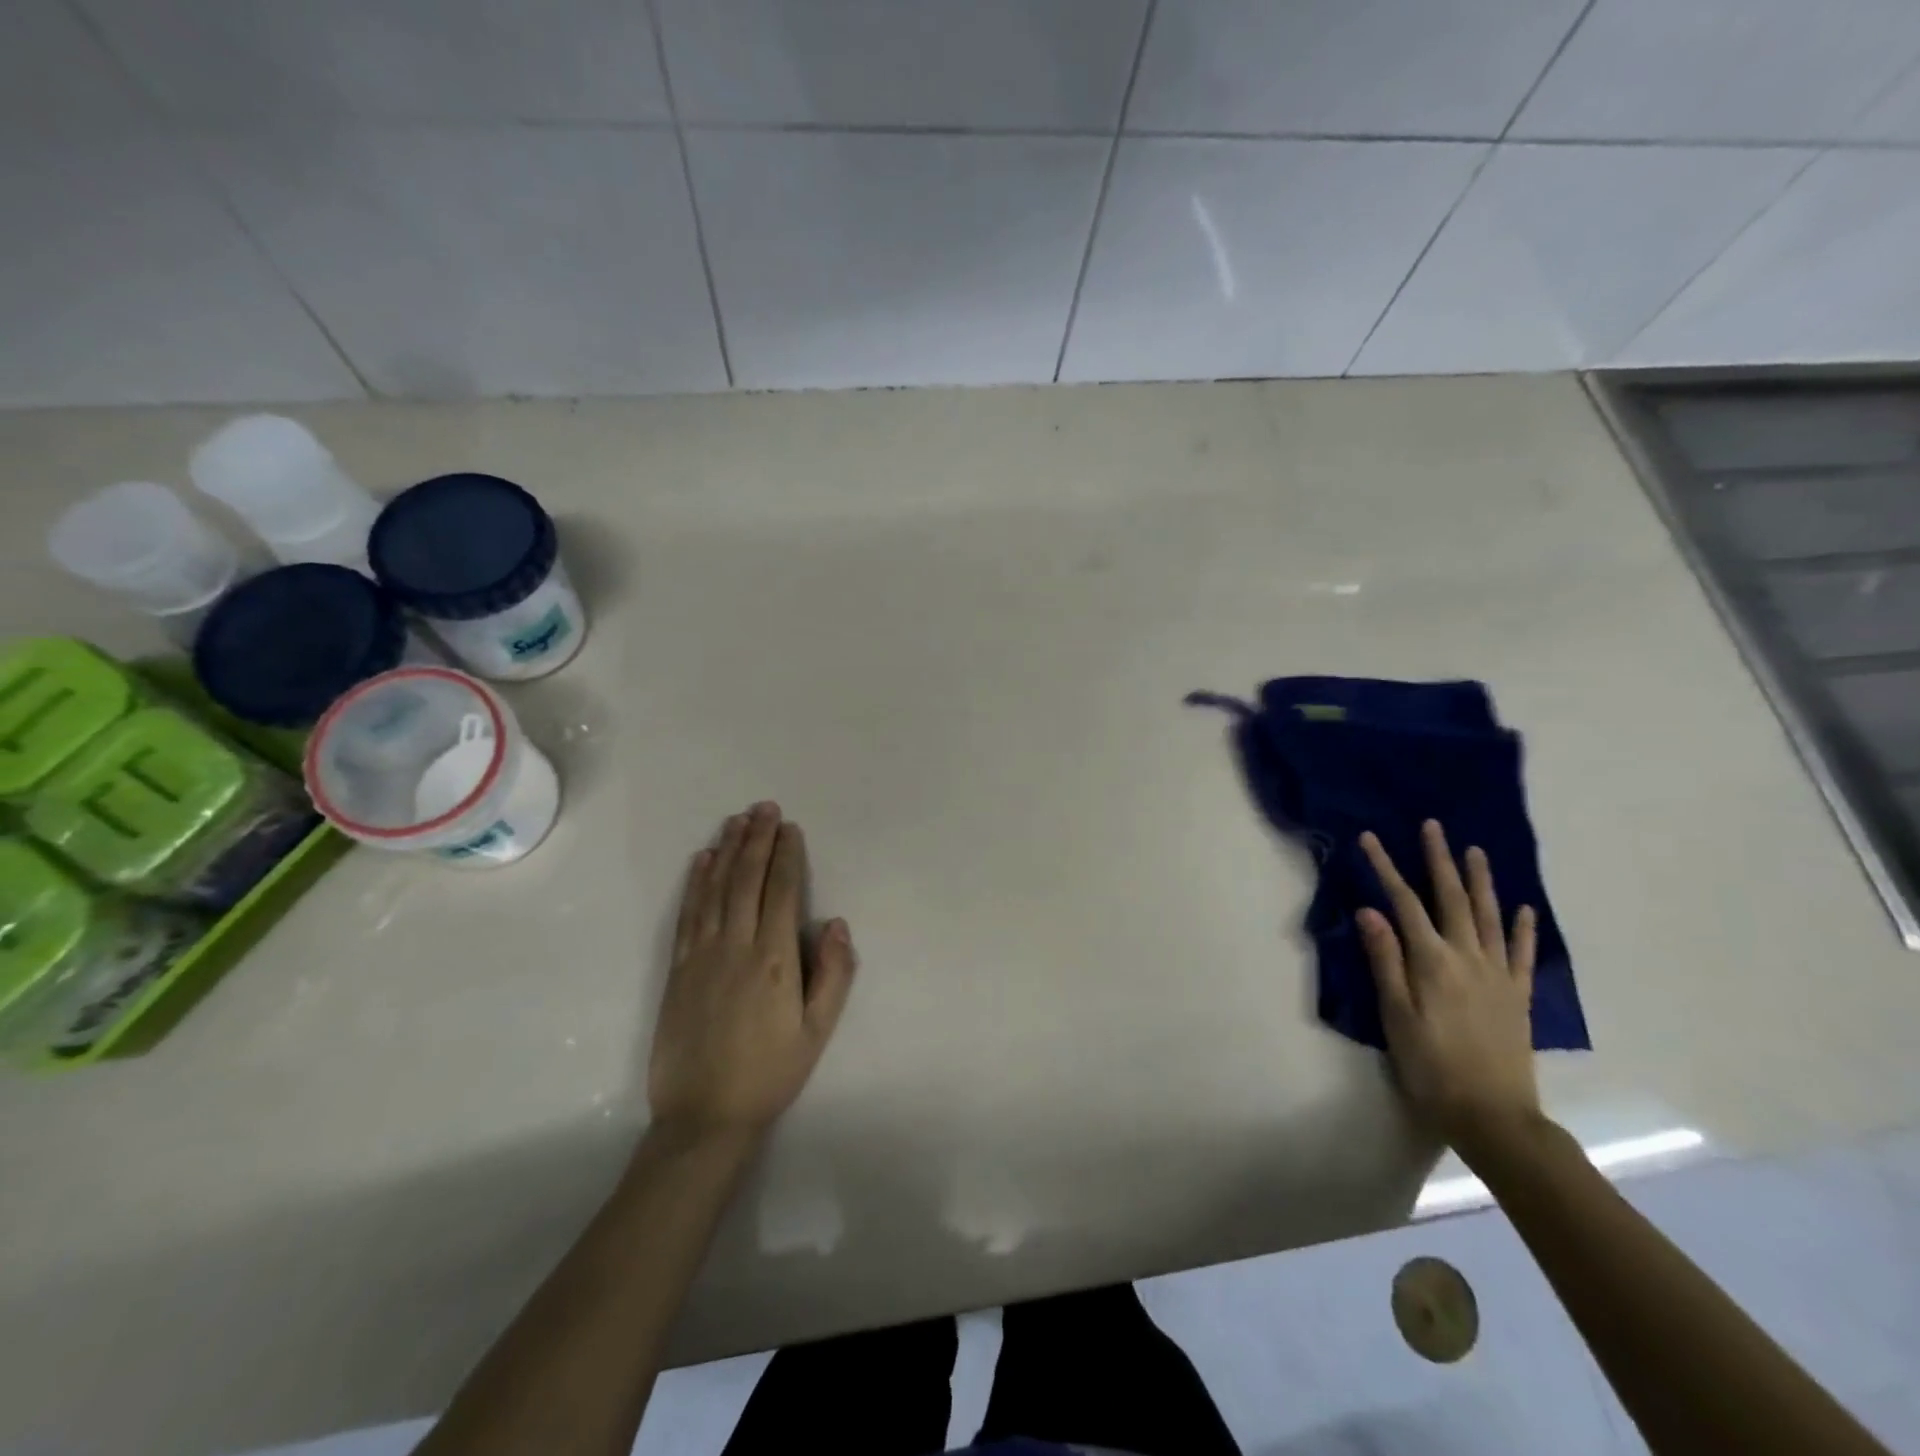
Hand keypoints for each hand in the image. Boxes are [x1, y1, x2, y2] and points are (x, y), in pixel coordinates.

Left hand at [648, 802, 856, 1144]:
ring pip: (715, 889)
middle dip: (757, 840)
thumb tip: (835, 922)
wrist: (704, 1116)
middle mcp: (736, 946)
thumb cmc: (771, 1072)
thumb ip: (832, 973)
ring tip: (736, 820)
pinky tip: (701, 860)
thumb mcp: (817, 1030)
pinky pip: (687, 913)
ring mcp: (701, 954)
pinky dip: (695, 882)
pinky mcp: (677, 968)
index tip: (790, 828)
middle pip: (746, 879)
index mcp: (774, 959)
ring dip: (726, 850)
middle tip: (764, 807)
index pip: (781, 892)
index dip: (786, 856)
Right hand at [1357, 821, 1540, 1153]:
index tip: (1370, 838)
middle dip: (1439, 860)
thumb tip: (1370, 910)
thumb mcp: (1395, 1015)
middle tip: (1433, 826)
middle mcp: (1468, 958)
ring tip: (1475, 851)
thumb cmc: (1431, 1066)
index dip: (1386, 868)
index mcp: (1433, 961)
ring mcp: (1498, 976)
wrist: (1493, 1116)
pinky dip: (1523, 929)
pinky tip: (1523, 909)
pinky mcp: (1517, 996)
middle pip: (1452, 899)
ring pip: (1490, 917)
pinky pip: (1522, 955)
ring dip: (1481, 882)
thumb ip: (1385, 960)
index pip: (1404, 903)